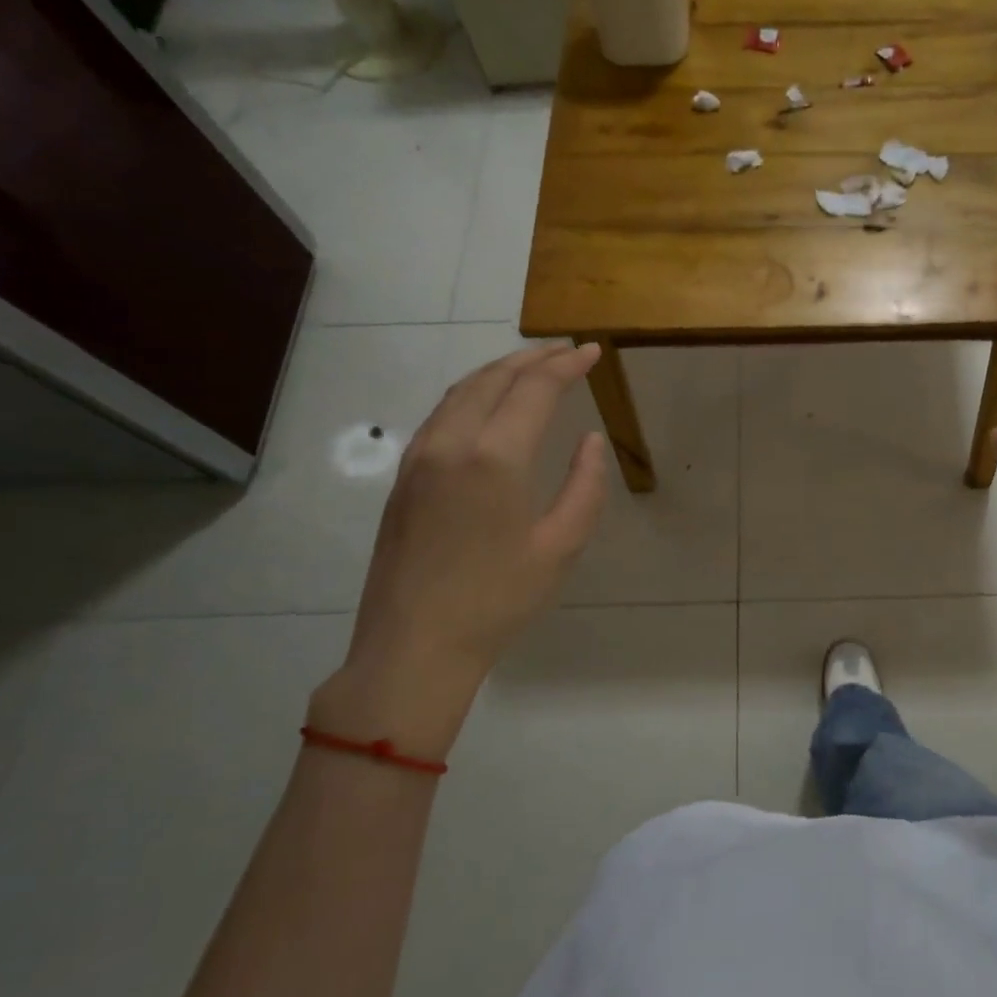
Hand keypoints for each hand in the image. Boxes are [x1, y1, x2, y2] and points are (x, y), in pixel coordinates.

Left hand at [311, 343, 608, 758]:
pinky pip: (440, 415)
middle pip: (493, 379)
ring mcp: (420, 458)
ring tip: (530, 367)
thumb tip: (590, 441)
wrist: (414, 646)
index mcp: (495, 458)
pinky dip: (471, 394)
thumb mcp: (560, 547)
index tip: (592, 352)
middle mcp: (451, 443)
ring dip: (498, 371)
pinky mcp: (404, 477)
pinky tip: (486, 404)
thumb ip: (585, 487)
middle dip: (532, 358)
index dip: (566, 366)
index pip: (534, 390)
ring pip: (460, 392)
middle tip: (565, 350)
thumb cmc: (498, 600)